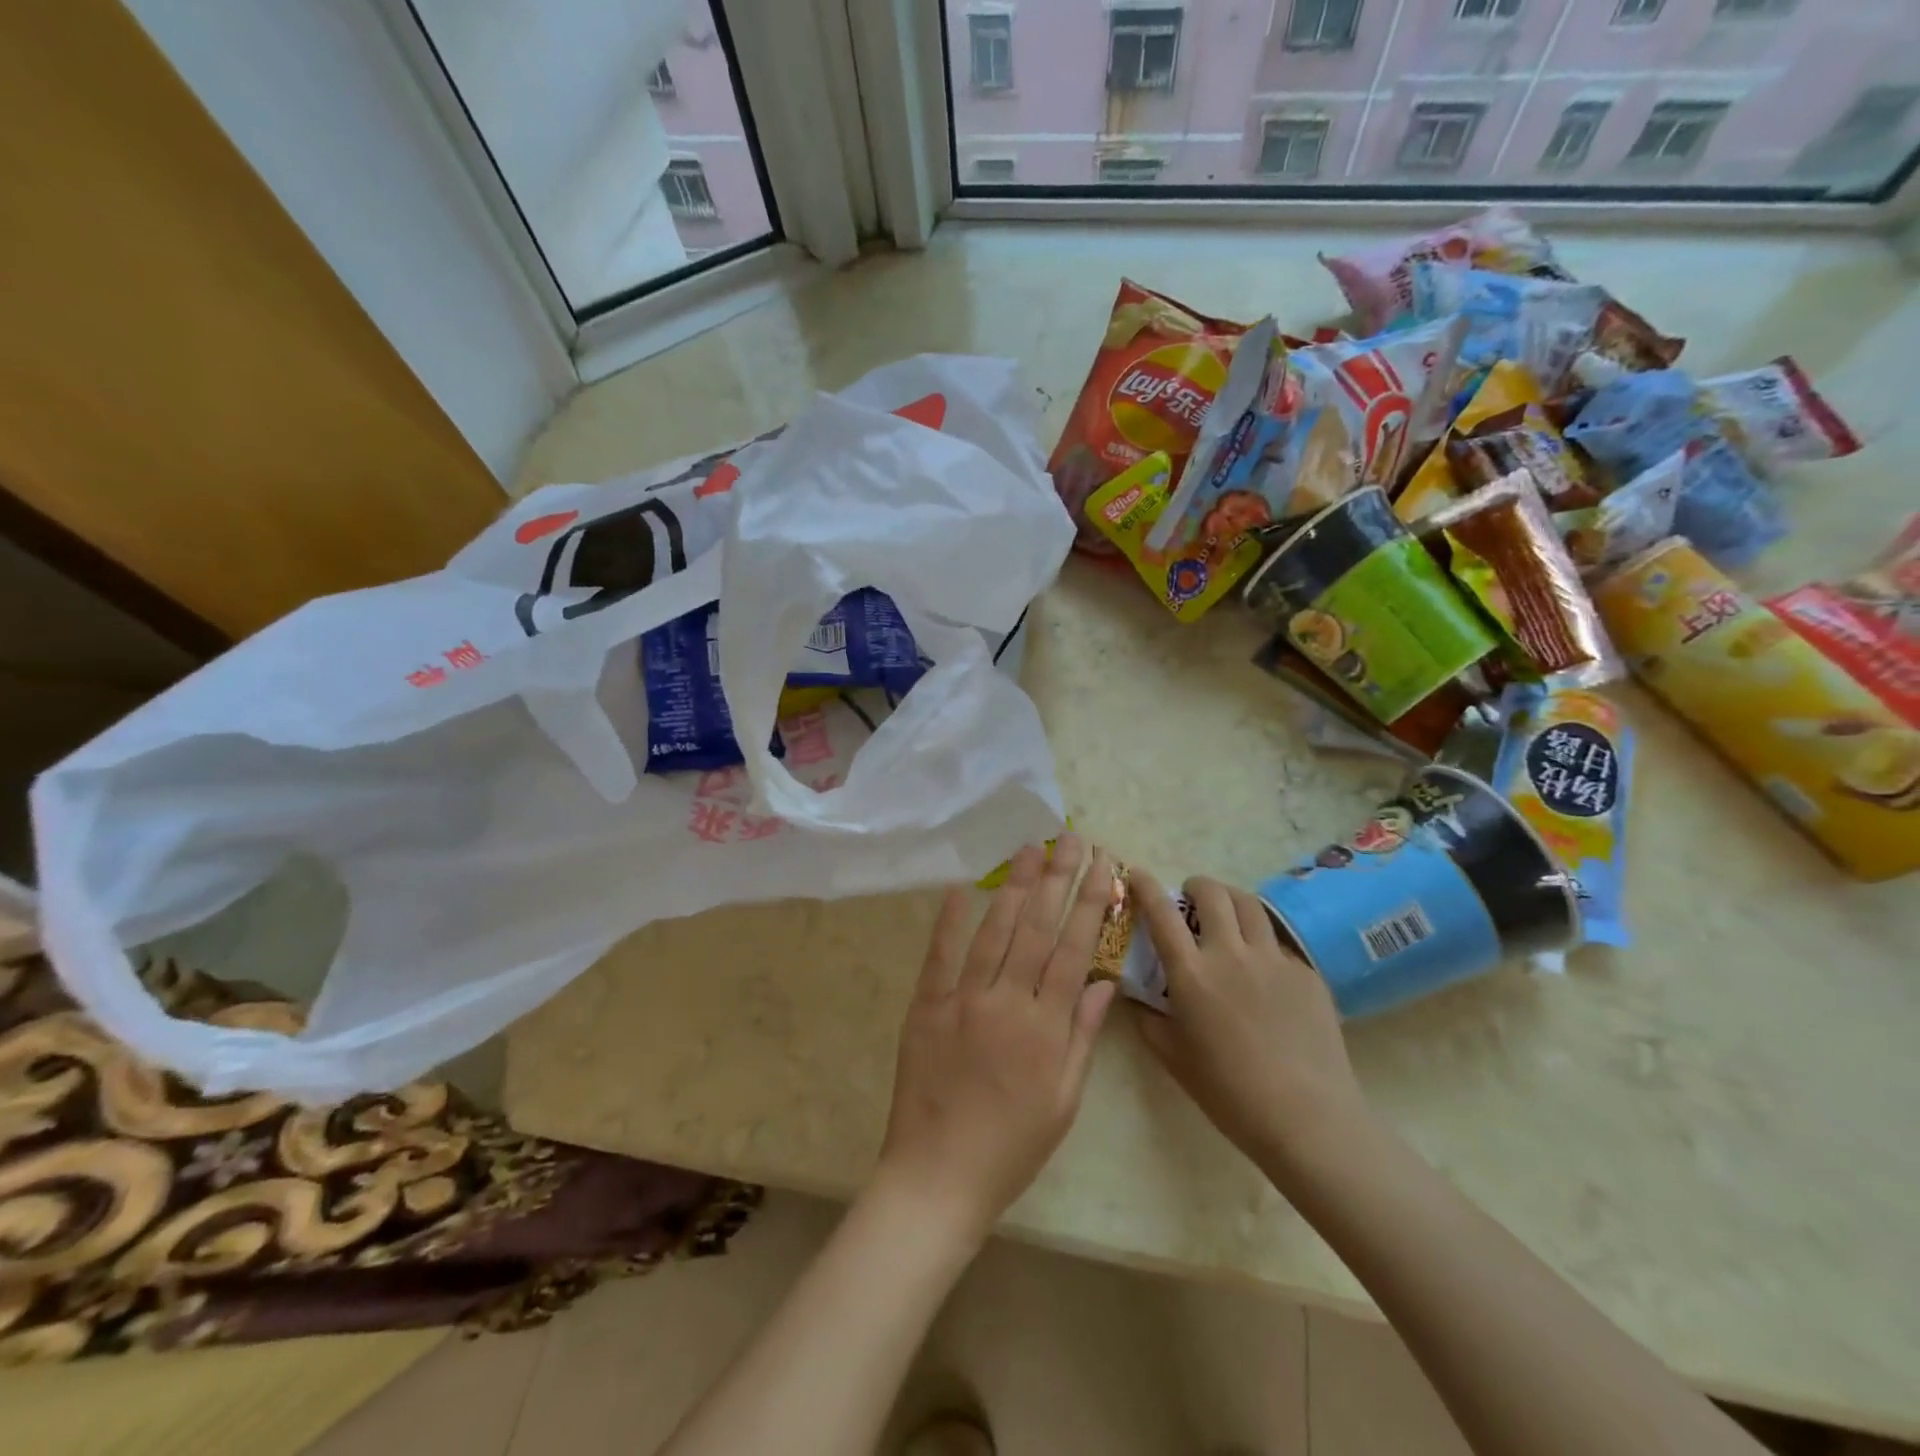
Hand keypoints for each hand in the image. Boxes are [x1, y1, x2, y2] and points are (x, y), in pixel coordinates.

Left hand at [874, 836, 1117, 1245]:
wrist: (938, 1177)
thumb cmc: (1011, 1147)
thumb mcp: (1064, 1101)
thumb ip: (1082, 1037)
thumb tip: (1103, 982)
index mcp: (1045, 1027)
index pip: (1073, 950)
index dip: (1089, 904)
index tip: (1102, 866)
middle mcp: (1006, 1001)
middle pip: (1036, 928)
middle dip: (1057, 878)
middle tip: (1070, 838)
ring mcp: (962, 999)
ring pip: (993, 931)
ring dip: (1013, 886)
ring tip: (1029, 848)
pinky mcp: (926, 1005)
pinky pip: (939, 955)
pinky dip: (948, 919)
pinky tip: (959, 886)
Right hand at [1131, 870, 1368, 1179]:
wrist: (1307, 1118)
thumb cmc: (1229, 1092)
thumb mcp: (1173, 1058)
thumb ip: (1147, 1018)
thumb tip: (1131, 994)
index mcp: (1192, 973)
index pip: (1161, 913)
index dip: (1145, 886)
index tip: (1137, 874)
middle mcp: (1231, 953)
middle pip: (1212, 893)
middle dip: (1195, 885)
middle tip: (1189, 897)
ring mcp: (1274, 959)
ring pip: (1250, 904)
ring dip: (1230, 899)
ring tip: (1226, 914)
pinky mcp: (1306, 972)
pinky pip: (1278, 941)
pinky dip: (1261, 940)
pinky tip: (1261, 967)